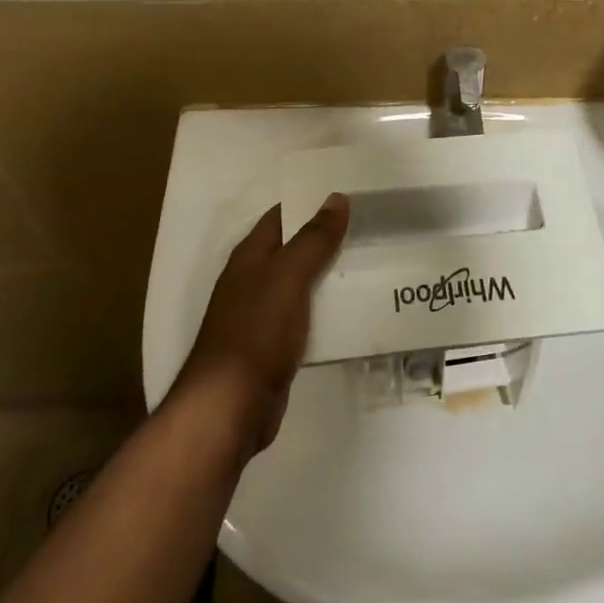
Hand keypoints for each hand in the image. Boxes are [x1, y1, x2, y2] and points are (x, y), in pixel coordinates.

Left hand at [172, 194, 349, 456]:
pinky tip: (355, 310)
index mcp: (250, 256)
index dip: (312, 202)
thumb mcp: (288, 277)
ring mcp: (263, 315)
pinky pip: (306, 317)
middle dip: (328, 239)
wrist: (230, 407)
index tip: (350, 195)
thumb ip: (313, 239)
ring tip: (373, 263)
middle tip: (372, 227)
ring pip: (303, 284)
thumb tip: (336, 198)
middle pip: (295, 249)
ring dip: (331, 275)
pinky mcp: (275, 346)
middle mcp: (253, 280)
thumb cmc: (256, 332)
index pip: (282, 215)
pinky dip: (328, 310)